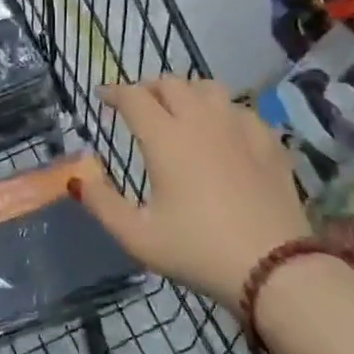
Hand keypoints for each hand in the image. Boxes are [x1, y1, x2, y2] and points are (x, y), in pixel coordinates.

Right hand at [70, 77, 309, 307]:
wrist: (274, 268)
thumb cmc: (197, 250)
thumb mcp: (137, 235)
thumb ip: (101, 203)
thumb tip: (78, 177)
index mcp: (165, 138)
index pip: (133, 97)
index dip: (114, 92)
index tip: (102, 96)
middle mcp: (201, 121)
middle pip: (171, 84)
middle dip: (148, 88)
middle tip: (137, 104)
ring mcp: (239, 127)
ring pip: (208, 88)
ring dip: (186, 91)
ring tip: (178, 109)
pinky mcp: (268, 142)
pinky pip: (239, 108)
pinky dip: (221, 110)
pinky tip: (221, 129)